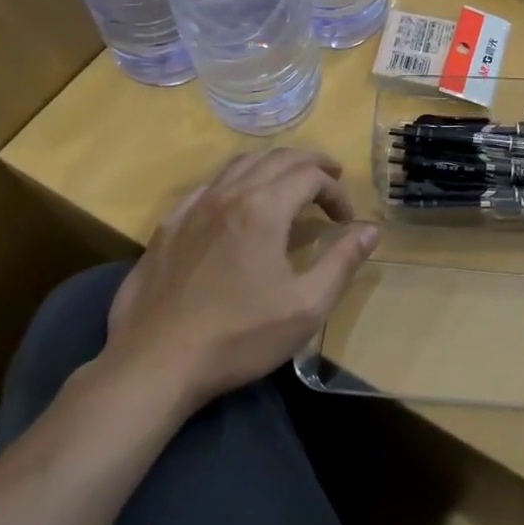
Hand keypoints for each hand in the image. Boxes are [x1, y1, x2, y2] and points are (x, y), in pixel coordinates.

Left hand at [100, 149, 379, 410]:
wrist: (153, 366)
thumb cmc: (237, 337)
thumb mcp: (306, 307)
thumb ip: (342, 262)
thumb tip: (371, 230)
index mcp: (263, 209)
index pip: (311, 176)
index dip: (335, 192)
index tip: (346, 221)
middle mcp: (228, 195)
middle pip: (277, 159)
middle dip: (311, 164)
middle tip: (332, 179)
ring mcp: (193, 208)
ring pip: (240, 165)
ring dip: (273, 165)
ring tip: (291, 182)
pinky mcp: (168, 227)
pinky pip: (208, 185)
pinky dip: (236, 181)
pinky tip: (238, 203)